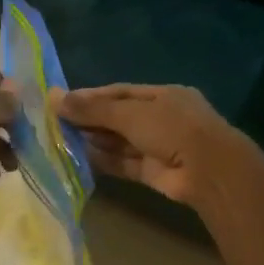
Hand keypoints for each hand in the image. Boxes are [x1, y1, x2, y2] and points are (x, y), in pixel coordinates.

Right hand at [51, 83, 245, 208]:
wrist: (209, 171)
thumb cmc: (172, 128)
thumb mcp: (130, 113)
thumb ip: (93, 108)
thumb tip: (54, 97)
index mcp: (163, 95)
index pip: (120, 92)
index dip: (91, 96)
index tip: (62, 101)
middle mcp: (161, 119)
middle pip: (119, 117)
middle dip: (90, 120)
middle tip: (56, 122)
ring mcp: (159, 146)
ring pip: (121, 141)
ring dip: (95, 140)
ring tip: (62, 140)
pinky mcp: (154, 172)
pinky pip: (125, 163)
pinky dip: (105, 160)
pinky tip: (80, 158)